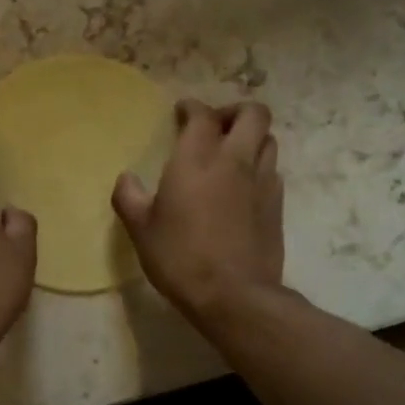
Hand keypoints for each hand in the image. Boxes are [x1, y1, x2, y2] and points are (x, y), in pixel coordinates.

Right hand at [112, 100, 283, 324]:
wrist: (234, 296)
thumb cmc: (180, 257)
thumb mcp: (141, 229)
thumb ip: (129, 197)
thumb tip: (126, 179)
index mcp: (197, 159)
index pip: (202, 114)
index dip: (192, 108)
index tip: (182, 113)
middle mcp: (235, 160)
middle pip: (253, 114)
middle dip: (234, 111)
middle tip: (214, 127)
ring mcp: (261, 182)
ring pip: (268, 139)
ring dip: (250, 138)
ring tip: (231, 154)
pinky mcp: (277, 205)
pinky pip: (272, 170)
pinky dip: (258, 166)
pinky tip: (242, 186)